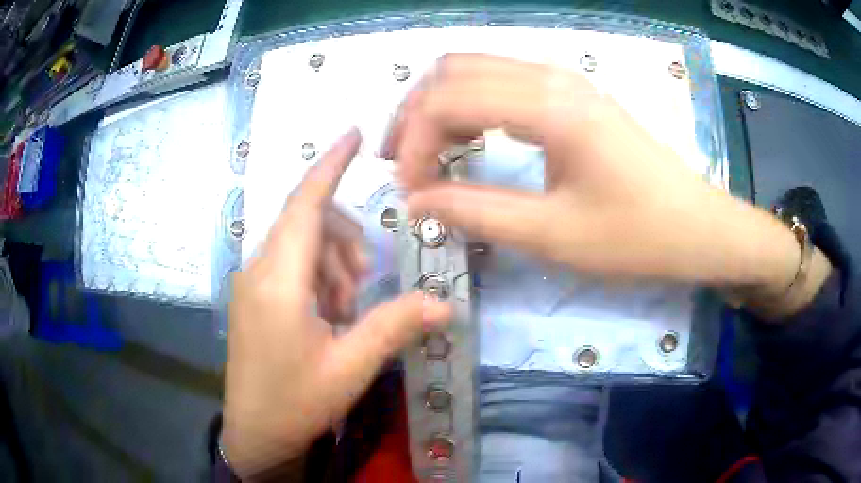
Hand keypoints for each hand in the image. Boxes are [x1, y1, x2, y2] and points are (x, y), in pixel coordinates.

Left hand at [222, 130, 451, 478]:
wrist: (254, 432)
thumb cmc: (295, 402)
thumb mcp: (350, 367)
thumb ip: (394, 326)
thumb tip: (445, 303)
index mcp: (277, 281)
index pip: (305, 205)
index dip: (329, 166)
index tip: (354, 134)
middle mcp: (258, 271)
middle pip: (307, 223)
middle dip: (345, 240)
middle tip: (364, 284)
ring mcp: (252, 284)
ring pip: (300, 245)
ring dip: (332, 263)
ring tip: (346, 309)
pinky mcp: (254, 298)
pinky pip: (289, 266)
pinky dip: (316, 277)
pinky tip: (328, 314)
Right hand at [383, 54, 805, 295]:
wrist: (698, 229)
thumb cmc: (637, 237)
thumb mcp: (553, 235)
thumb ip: (476, 212)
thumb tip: (416, 203)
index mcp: (548, 105)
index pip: (446, 101)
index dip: (413, 145)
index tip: (408, 194)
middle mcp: (551, 78)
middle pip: (452, 71)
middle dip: (414, 114)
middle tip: (403, 165)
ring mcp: (564, 82)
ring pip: (476, 70)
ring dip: (440, 106)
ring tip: (425, 154)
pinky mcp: (573, 96)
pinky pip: (504, 83)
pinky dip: (471, 107)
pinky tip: (469, 141)